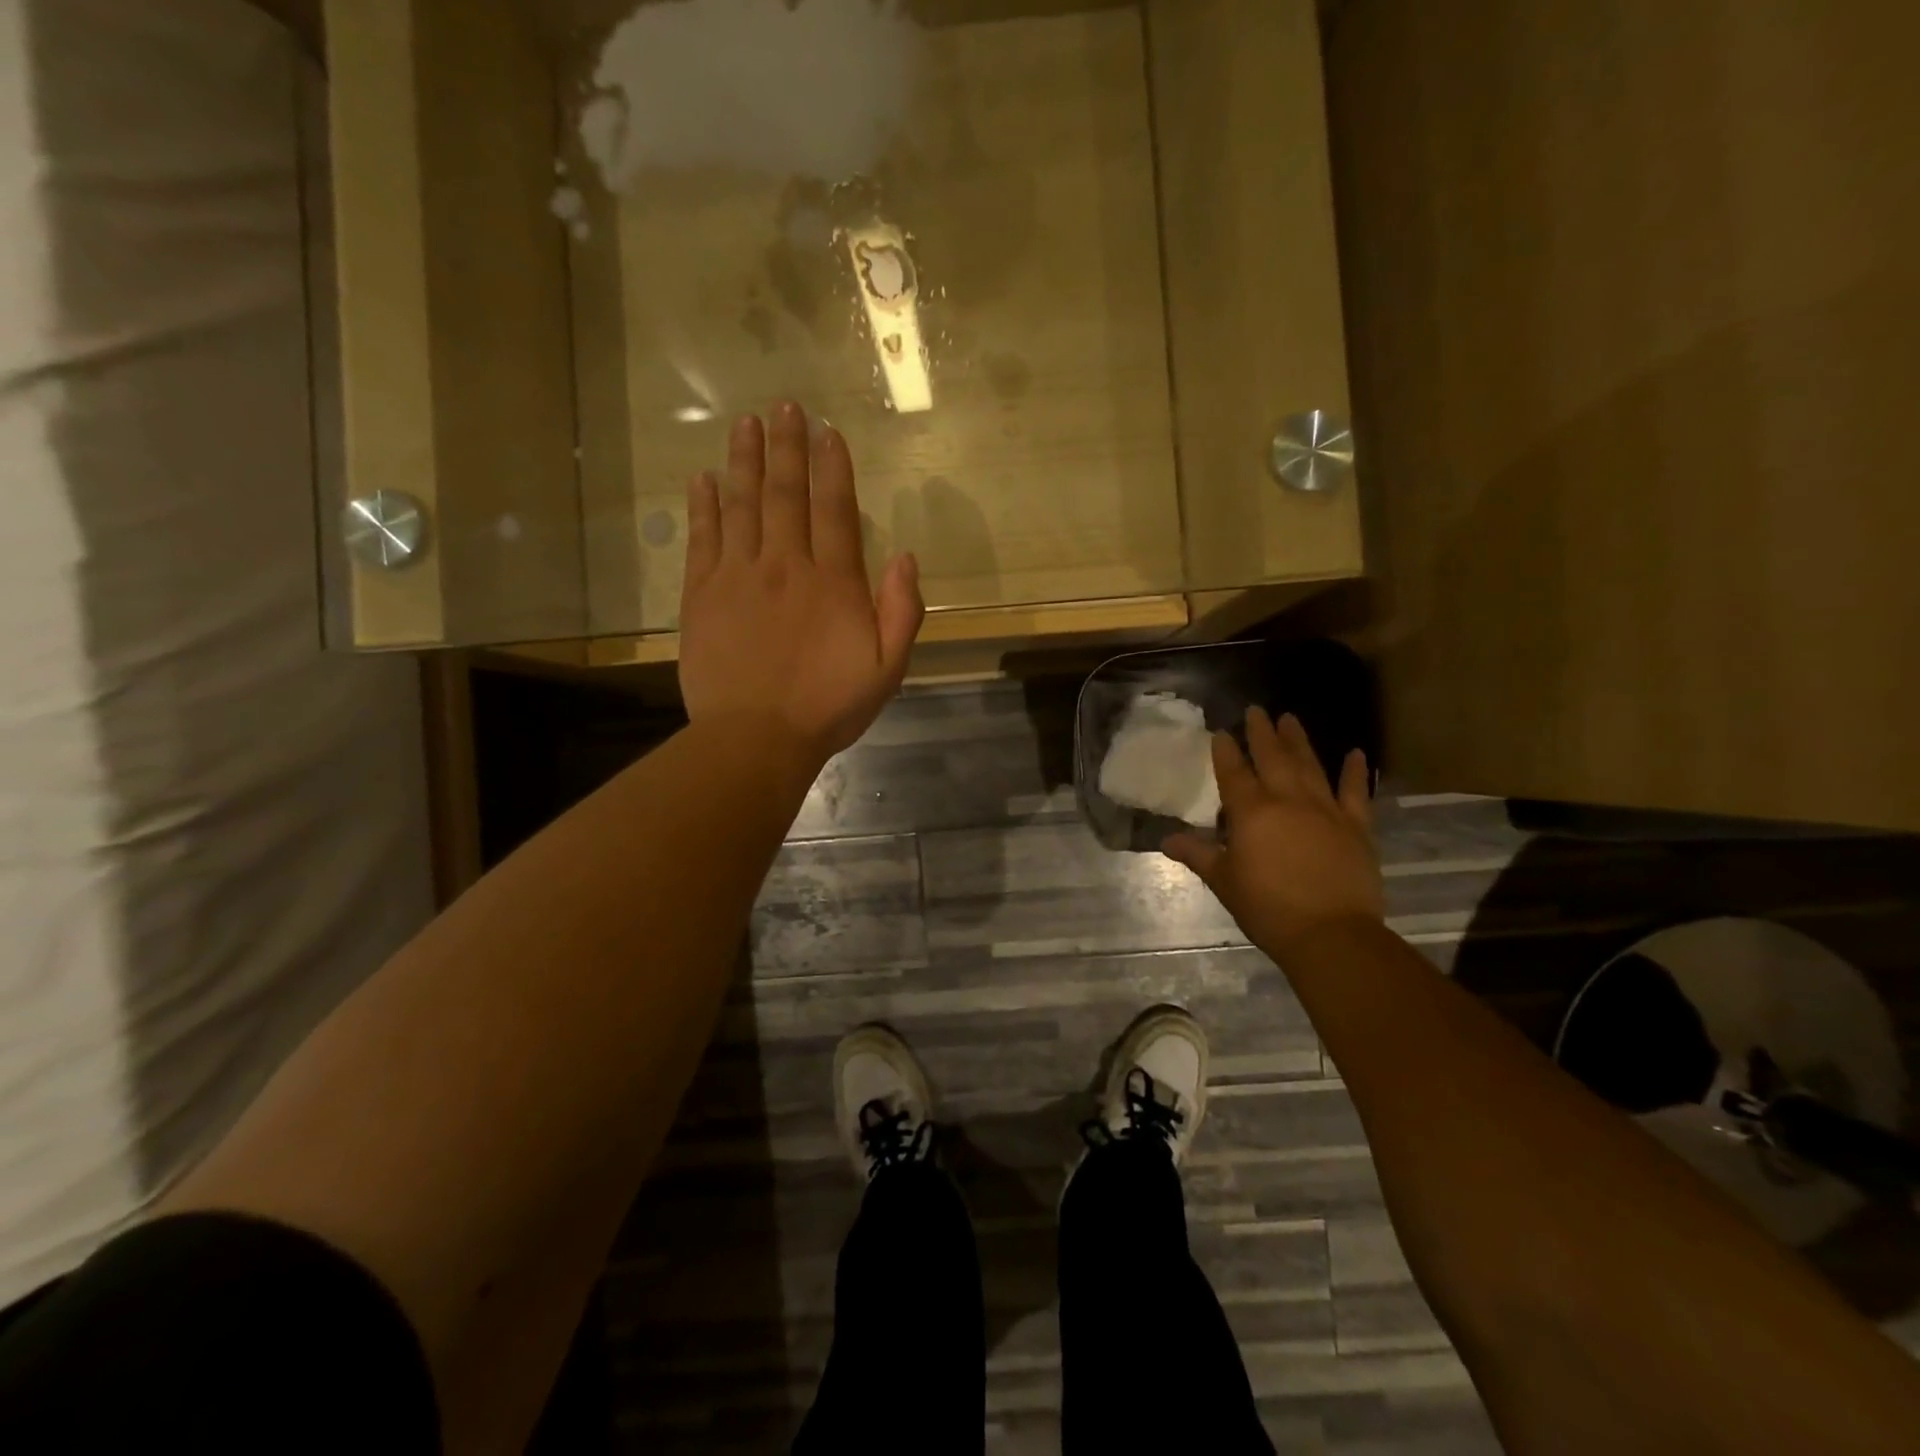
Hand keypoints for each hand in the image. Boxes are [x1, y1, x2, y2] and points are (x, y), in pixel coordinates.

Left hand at [679, 403, 925, 767]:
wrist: (756, 738)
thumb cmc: (828, 707)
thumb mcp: (887, 669)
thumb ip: (901, 611)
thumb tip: (906, 557)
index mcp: (833, 582)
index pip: (834, 509)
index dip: (832, 467)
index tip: (828, 431)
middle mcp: (785, 565)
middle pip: (786, 494)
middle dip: (787, 447)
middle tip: (784, 406)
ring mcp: (738, 576)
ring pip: (742, 504)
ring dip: (745, 461)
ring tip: (745, 424)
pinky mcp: (702, 595)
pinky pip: (704, 539)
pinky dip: (704, 506)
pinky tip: (703, 479)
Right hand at [1164, 709, 1383, 954]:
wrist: (1330, 934)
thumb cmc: (1267, 908)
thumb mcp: (1224, 881)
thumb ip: (1198, 855)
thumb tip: (1166, 840)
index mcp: (1251, 812)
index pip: (1233, 772)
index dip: (1226, 750)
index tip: (1222, 731)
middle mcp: (1287, 800)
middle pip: (1272, 757)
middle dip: (1262, 732)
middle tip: (1257, 709)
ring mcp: (1325, 810)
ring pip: (1309, 765)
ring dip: (1299, 740)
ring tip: (1290, 718)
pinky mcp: (1356, 826)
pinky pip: (1355, 792)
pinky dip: (1355, 772)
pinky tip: (1357, 753)